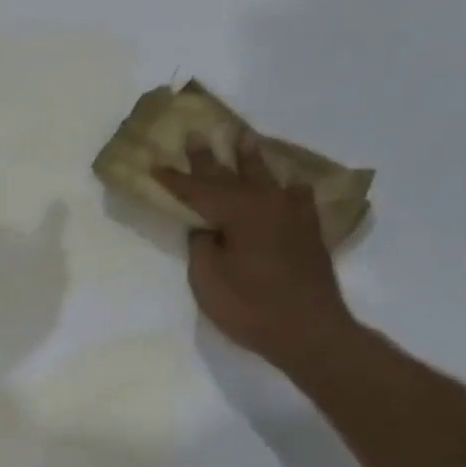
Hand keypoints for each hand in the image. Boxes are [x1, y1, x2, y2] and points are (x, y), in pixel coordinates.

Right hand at [156, 139, 355, 370]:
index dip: (174, 179)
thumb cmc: (250, 307)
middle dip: (210, 157)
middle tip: (197, 134)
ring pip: (267, 179)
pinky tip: (291, 184)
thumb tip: (207, 229)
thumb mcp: (208, 279)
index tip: (155, 164)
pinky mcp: (308, 233)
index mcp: (237, 212)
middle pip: (231, 176)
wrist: (310, 331)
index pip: (197, 190)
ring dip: (252, 159)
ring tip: (245, 138)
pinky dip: (290, 189)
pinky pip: (299, 199)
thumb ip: (203, 246)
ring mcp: (291, 217)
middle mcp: (266, 205)